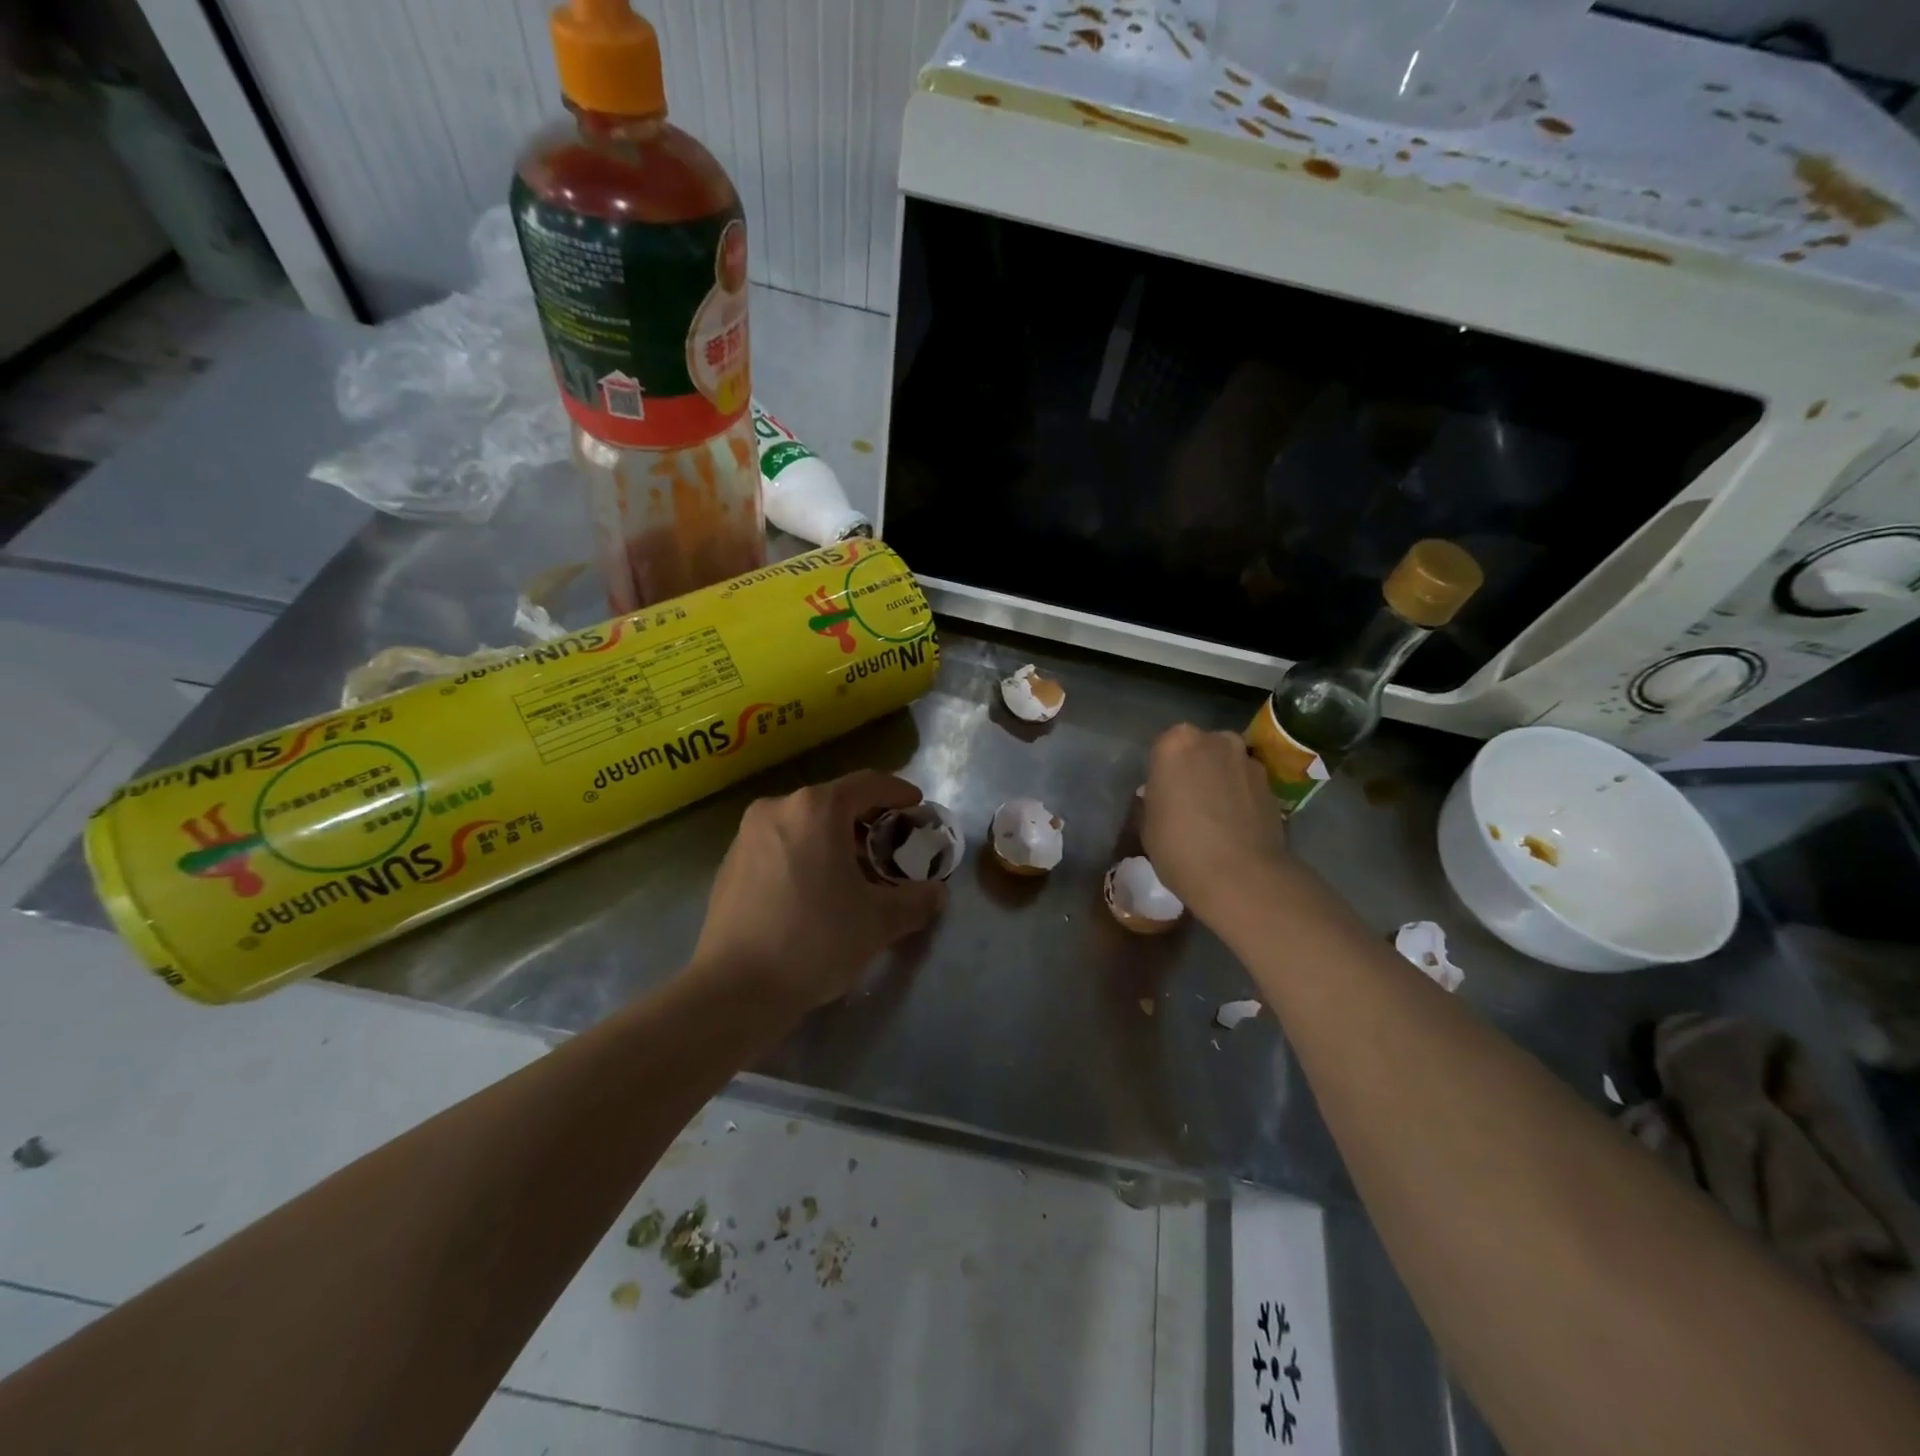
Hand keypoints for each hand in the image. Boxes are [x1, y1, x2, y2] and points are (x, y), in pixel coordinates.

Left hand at [691, 770, 946, 1010]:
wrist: (734, 989)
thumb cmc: (815, 941)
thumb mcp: (878, 921)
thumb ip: (915, 900)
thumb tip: (936, 894)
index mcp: (816, 809)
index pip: (868, 784)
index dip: (898, 792)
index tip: (917, 806)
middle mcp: (778, 808)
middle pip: (834, 802)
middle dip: (867, 820)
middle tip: (891, 845)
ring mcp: (747, 835)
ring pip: (804, 823)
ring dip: (834, 839)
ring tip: (856, 871)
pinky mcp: (729, 864)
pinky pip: (779, 844)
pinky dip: (805, 854)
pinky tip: (816, 889)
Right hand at [1140, 723, 1289, 926]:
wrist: (1240, 876)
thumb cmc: (1179, 847)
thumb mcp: (1146, 825)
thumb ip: (1154, 800)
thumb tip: (1162, 797)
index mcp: (1176, 743)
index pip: (1164, 747)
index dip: (1163, 772)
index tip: (1162, 795)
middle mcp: (1215, 740)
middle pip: (1200, 748)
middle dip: (1195, 769)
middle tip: (1188, 802)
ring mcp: (1248, 761)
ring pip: (1227, 764)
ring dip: (1221, 781)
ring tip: (1216, 817)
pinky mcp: (1273, 785)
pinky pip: (1248, 785)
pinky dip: (1242, 798)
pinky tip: (1236, 826)